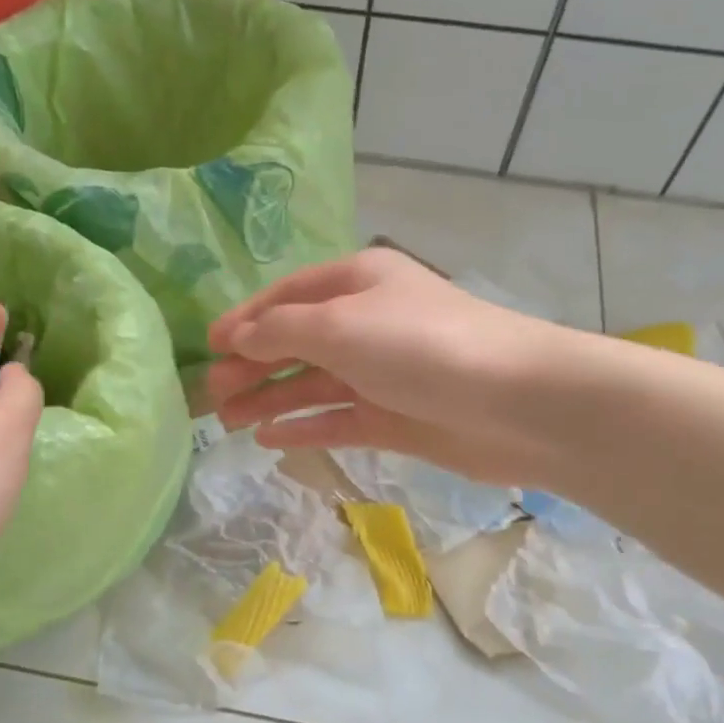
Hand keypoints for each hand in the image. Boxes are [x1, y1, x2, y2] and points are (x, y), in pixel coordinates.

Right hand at [206, 249, 585, 486]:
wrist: (516, 403)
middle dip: (252, 365)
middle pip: (296, 342)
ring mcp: (381, 373)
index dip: (245, 320)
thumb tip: (236, 337)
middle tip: (211, 394)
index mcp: (357, 283)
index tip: (207, 347)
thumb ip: (281, 330)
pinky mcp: (394, 418)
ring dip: (270, 399)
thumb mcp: (340, 325)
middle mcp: (367, 323)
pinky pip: (337, 419)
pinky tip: (270, 440)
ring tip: (227, 421)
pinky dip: (304, 426)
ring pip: (313, 384)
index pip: (287, 297)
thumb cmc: (421, 346)